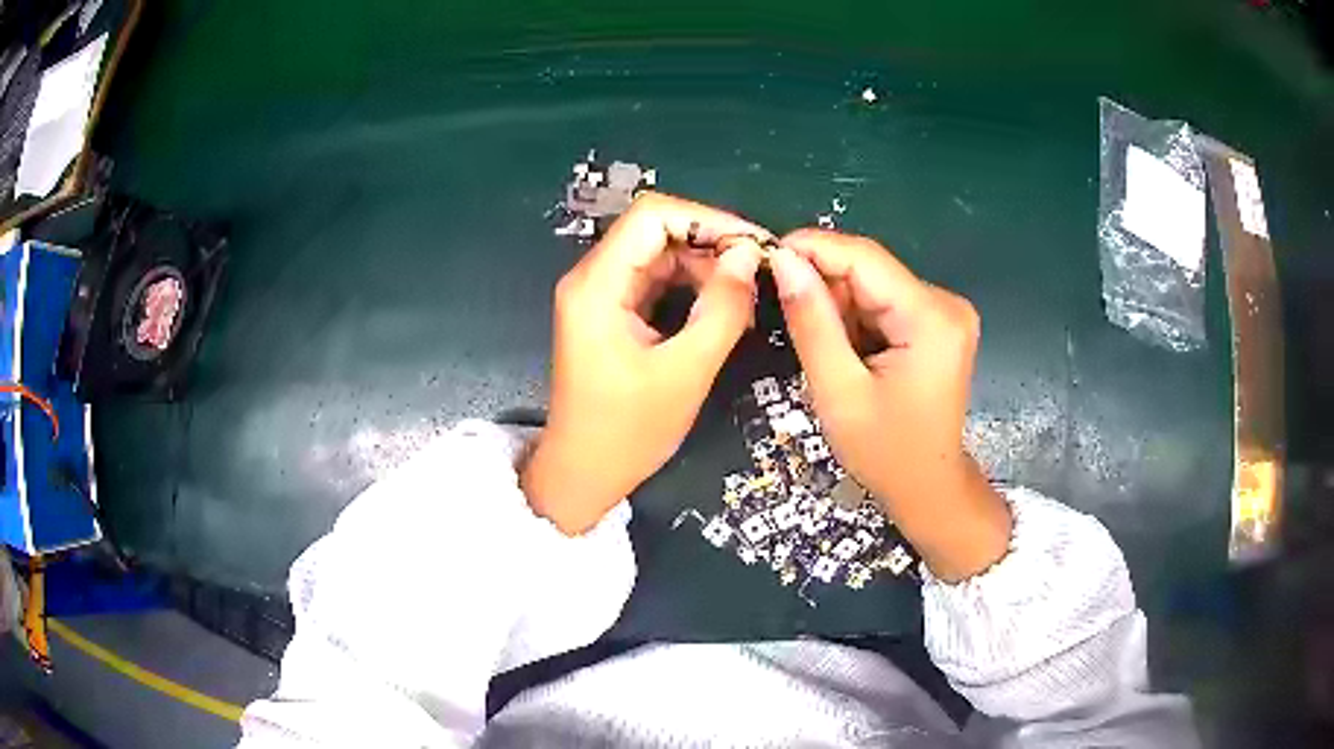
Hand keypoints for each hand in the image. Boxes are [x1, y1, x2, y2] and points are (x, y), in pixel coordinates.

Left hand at [522, 192, 767, 534]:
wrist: (584, 473)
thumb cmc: (628, 431)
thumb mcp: (685, 372)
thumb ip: (722, 308)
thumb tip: (749, 255)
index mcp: (597, 285)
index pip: (652, 216)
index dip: (707, 219)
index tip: (754, 244)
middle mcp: (592, 278)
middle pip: (655, 230)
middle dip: (710, 243)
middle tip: (758, 272)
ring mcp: (599, 295)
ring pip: (659, 254)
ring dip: (705, 267)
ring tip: (746, 296)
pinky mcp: (610, 312)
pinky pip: (655, 281)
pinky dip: (690, 287)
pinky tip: (722, 308)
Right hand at [769, 229, 1011, 581]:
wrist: (928, 487)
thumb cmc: (885, 453)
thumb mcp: (839, 390)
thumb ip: (811, 321)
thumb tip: (782, 260)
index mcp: (931, 318)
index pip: (864, 258)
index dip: (811, 248)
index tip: (762, 255)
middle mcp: (945, 303)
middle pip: (869, 269)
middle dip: (822, 283)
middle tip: (780, 307)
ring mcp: (944, 312)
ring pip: (873, 284)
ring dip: (837, 303)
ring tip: (817, 343)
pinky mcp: (936, 323)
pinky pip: (883, 302)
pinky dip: (855, 318)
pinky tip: (843, 348)